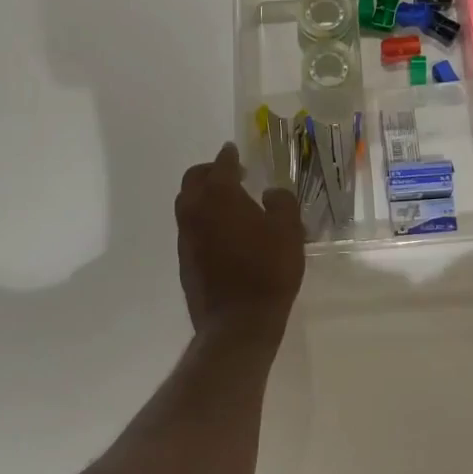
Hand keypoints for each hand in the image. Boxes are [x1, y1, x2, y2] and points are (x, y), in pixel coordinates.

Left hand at [176, 143, 305, 341]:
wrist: (237, 323)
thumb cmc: (267, 269)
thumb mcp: (288, 230)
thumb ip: (281, 202)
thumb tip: (270, 193)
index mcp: (219, 195)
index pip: (221, 164)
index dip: (229, 155)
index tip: (234, 150)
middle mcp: (195, 209)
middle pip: (194, 179)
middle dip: (210, 171)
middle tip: (231, 175)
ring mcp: (185, 236)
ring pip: (187, 203)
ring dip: (204, 196)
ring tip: (228, 204)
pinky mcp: (184, 260)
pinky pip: (190, 228)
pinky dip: (203, 220)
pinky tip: (224, 233)